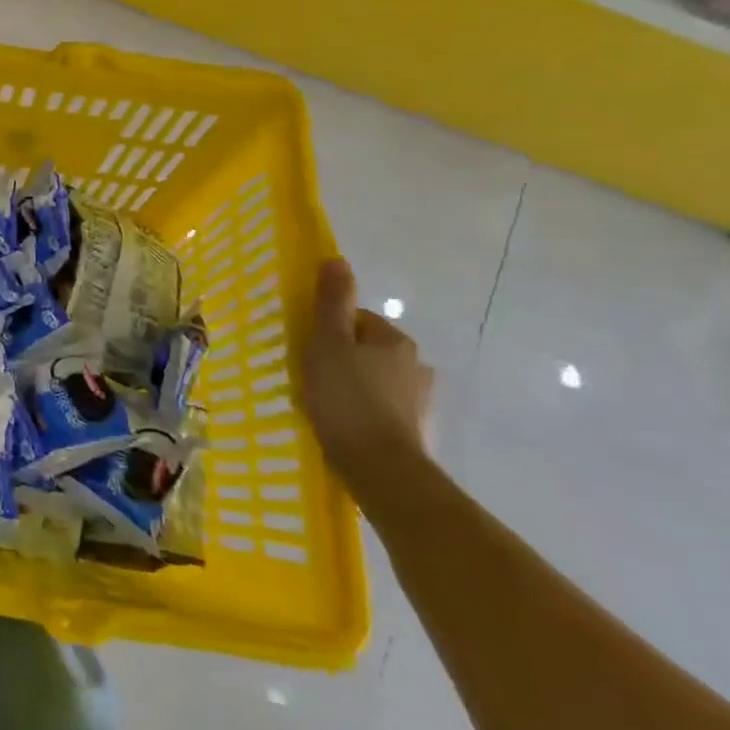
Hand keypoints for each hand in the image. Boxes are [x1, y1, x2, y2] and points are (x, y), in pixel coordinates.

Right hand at [300, 257, 435, 500]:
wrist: (381, 470)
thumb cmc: (347, 398)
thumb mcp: (328, 344)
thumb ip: (331, 303)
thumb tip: (336, 259)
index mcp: (395, 341)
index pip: (357, 321)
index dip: (328, 331)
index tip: (307, 350)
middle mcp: (417, 366)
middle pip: (368, 351)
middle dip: (342, 360)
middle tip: (311, 378)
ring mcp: (421, 402)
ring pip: (376, 382)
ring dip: (355, 388)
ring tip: (325, 407)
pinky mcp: (417, 433)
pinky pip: (383, 411)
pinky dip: (365, 414)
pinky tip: (345, 428)